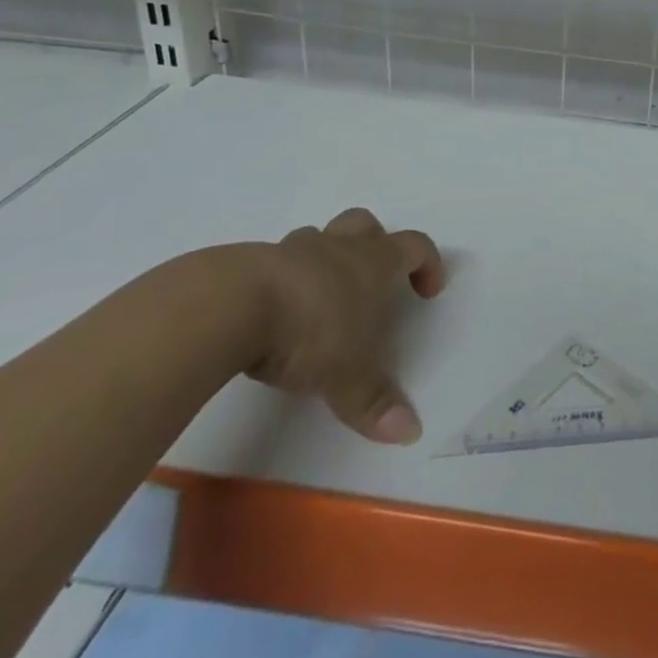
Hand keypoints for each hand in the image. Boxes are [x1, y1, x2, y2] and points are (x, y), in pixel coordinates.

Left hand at [246, 208, 446, 444]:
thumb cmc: (307, 329)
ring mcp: (291, 250)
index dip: (427, 263)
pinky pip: (276, 262)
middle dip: (375, 244)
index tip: (428, 291)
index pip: (415, 246)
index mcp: (372, 262)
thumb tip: (411, 432)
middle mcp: (337, 247)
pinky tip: (272, 314)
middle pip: (366, 224)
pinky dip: (283, 280)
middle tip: (373, 280)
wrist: (229, 305)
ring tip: (319, 299)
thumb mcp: (345, 374)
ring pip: (319, 238)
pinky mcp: (249, 263)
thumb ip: (374, 401)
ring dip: (326, 260)